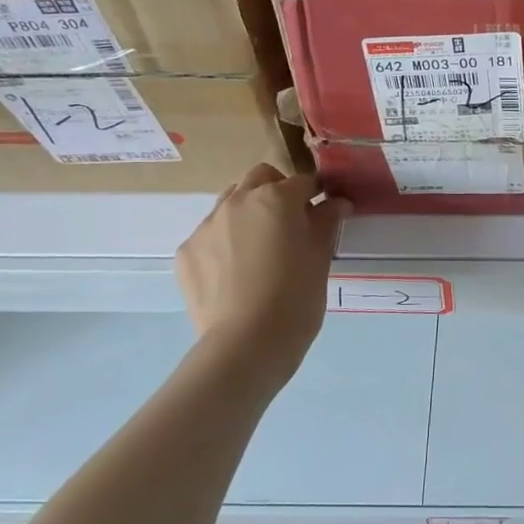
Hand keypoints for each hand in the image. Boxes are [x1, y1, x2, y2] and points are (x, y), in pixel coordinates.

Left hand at [175, 164, 349, 378]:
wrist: (246, 344)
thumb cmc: (296, 298)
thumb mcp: (320, 258)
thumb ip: (326, 222)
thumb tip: (336, 203)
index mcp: (276, 199)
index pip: (303, 182)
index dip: (317, 195)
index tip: (325, 212)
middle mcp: (238, 202)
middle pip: (261, 178)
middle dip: (277, 191)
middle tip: (290, 223)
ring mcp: (207, 225)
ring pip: (231, 202)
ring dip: (248, 211)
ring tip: (259, 246)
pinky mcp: (187, 252)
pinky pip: (210, 234)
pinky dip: (225, 242)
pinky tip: (235, 272)